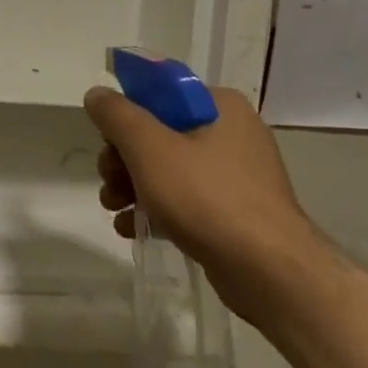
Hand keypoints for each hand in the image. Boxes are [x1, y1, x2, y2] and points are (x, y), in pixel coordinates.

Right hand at [85, 84, 324, 324]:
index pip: (161, 93)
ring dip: (133, 185)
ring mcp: (237, 176)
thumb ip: (117, 115)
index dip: (127, 113)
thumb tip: (97, 94)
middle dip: (124, 157)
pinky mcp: (236, 213)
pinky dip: (157, 209)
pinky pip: (186, 200)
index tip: (106, 139)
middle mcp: (232, 133)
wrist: (271, 274)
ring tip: (112, 207)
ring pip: (169, 168)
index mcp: (219, 106)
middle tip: (106, 179)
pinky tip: (130, 228)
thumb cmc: (207, 198)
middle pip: (161, 133)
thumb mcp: (149, 148)